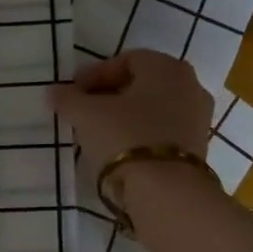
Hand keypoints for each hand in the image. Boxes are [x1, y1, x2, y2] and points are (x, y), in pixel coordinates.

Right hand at [46, 50, 214, 194]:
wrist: (166, 191)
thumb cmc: (125, 137)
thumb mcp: (86, 115)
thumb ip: (68, 99)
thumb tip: (54, 92)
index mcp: (167, 68)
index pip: (126, 60)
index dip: (95, 74)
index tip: (72, 92)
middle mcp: (190, 86)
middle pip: (142, 84)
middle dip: (110, 95)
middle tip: (83, 111)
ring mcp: (198, 118)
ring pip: (153, 109)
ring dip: (125, 116)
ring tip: (98, 133)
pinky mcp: (197, 148)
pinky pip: (162, 131)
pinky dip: (140, 135)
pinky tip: (119, 150)